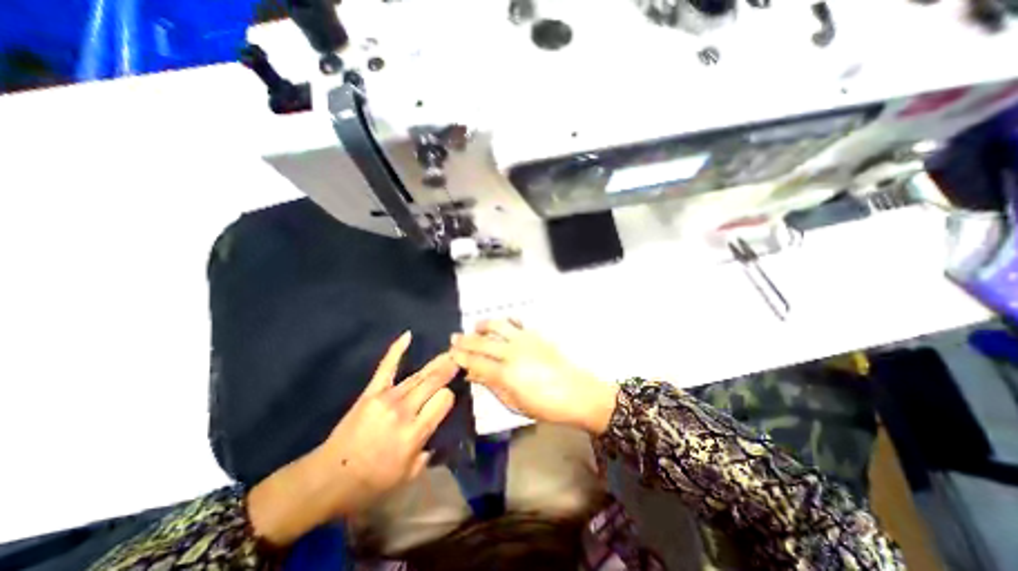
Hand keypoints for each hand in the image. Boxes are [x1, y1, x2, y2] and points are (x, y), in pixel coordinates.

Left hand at [246, 333, 451, 546]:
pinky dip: (397, 350)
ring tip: (450, 352)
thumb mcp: (408, 476)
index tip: (449, 398)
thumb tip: (438, 430)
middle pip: (434, 382)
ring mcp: (386, 398)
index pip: (444, 400)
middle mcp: (404, 410)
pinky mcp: (371, 392)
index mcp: (415, 433)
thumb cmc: (371, 482)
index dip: (449, 396)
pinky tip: (408, 335)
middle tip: (461, 358)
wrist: (328, 478)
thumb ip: (428, 452)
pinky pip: (387, 366)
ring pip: (419, 375)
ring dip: (436, 362)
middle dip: (449, 369)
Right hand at [451, 320, 610, 434]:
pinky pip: (517, 323)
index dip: (461, 357)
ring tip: (475, 327)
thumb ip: (492, 386)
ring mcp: (525, 340)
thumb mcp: (514, 403)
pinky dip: (506, 322)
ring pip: (498, 326)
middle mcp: (512, 353)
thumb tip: (473, 374)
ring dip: (483, 325)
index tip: (450, 354)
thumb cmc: (545, 406)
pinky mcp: (536, 335)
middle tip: (454, 338)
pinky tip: (501, 324)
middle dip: (465, 340)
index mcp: (506, 374)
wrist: (576, 393)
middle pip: (483, 342)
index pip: (476, 362)